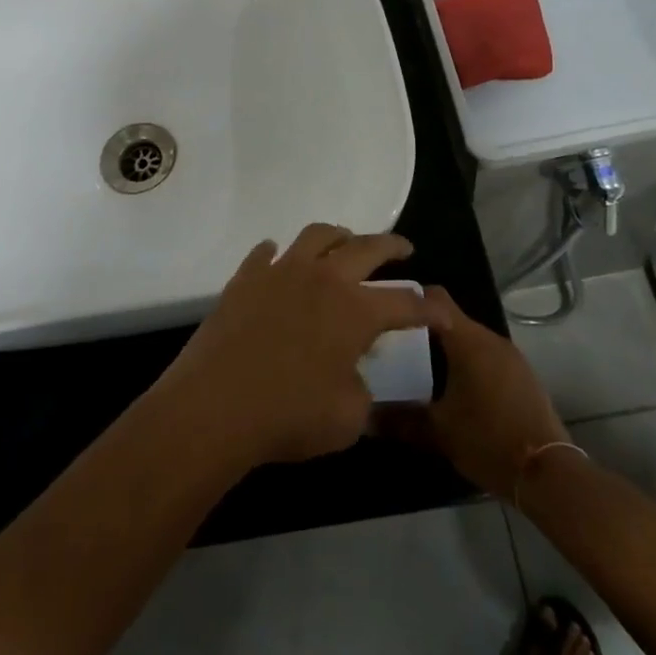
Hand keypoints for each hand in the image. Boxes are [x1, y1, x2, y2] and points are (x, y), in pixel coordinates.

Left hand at [155, 224, 450, 468]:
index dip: (427, 308)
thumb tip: (352, 376)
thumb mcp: (347, 419)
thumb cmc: (289, 415)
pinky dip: (276, 253)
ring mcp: (281, 272)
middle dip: (391, 246)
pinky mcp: (245, 279)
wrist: (216, 405)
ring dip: (338, 235)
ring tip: (345, 241)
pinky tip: (276, 257)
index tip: (440, 311)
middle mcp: (323, 279)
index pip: (404, 303)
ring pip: (316, 235)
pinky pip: (264, 253)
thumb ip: (361, 391)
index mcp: (356, 310)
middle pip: (366, 248)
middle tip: (402, 249)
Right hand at [380, 301, 567, 499]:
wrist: (548, 473)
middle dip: (423, 328)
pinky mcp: (522, 377)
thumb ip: (398, 419)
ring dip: (445, 349)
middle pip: (451, 318)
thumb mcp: (437, 431)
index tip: (384, 311)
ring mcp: (511, 357)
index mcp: (468, 340)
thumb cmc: (487, 439)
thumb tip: (365, 416)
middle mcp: (491, 339)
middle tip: (393, 346)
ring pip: (469, 339)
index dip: (408, 299)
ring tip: (417, 368)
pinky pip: (486, 357)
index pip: (434, 297)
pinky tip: (451, 389)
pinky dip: (466, 364)